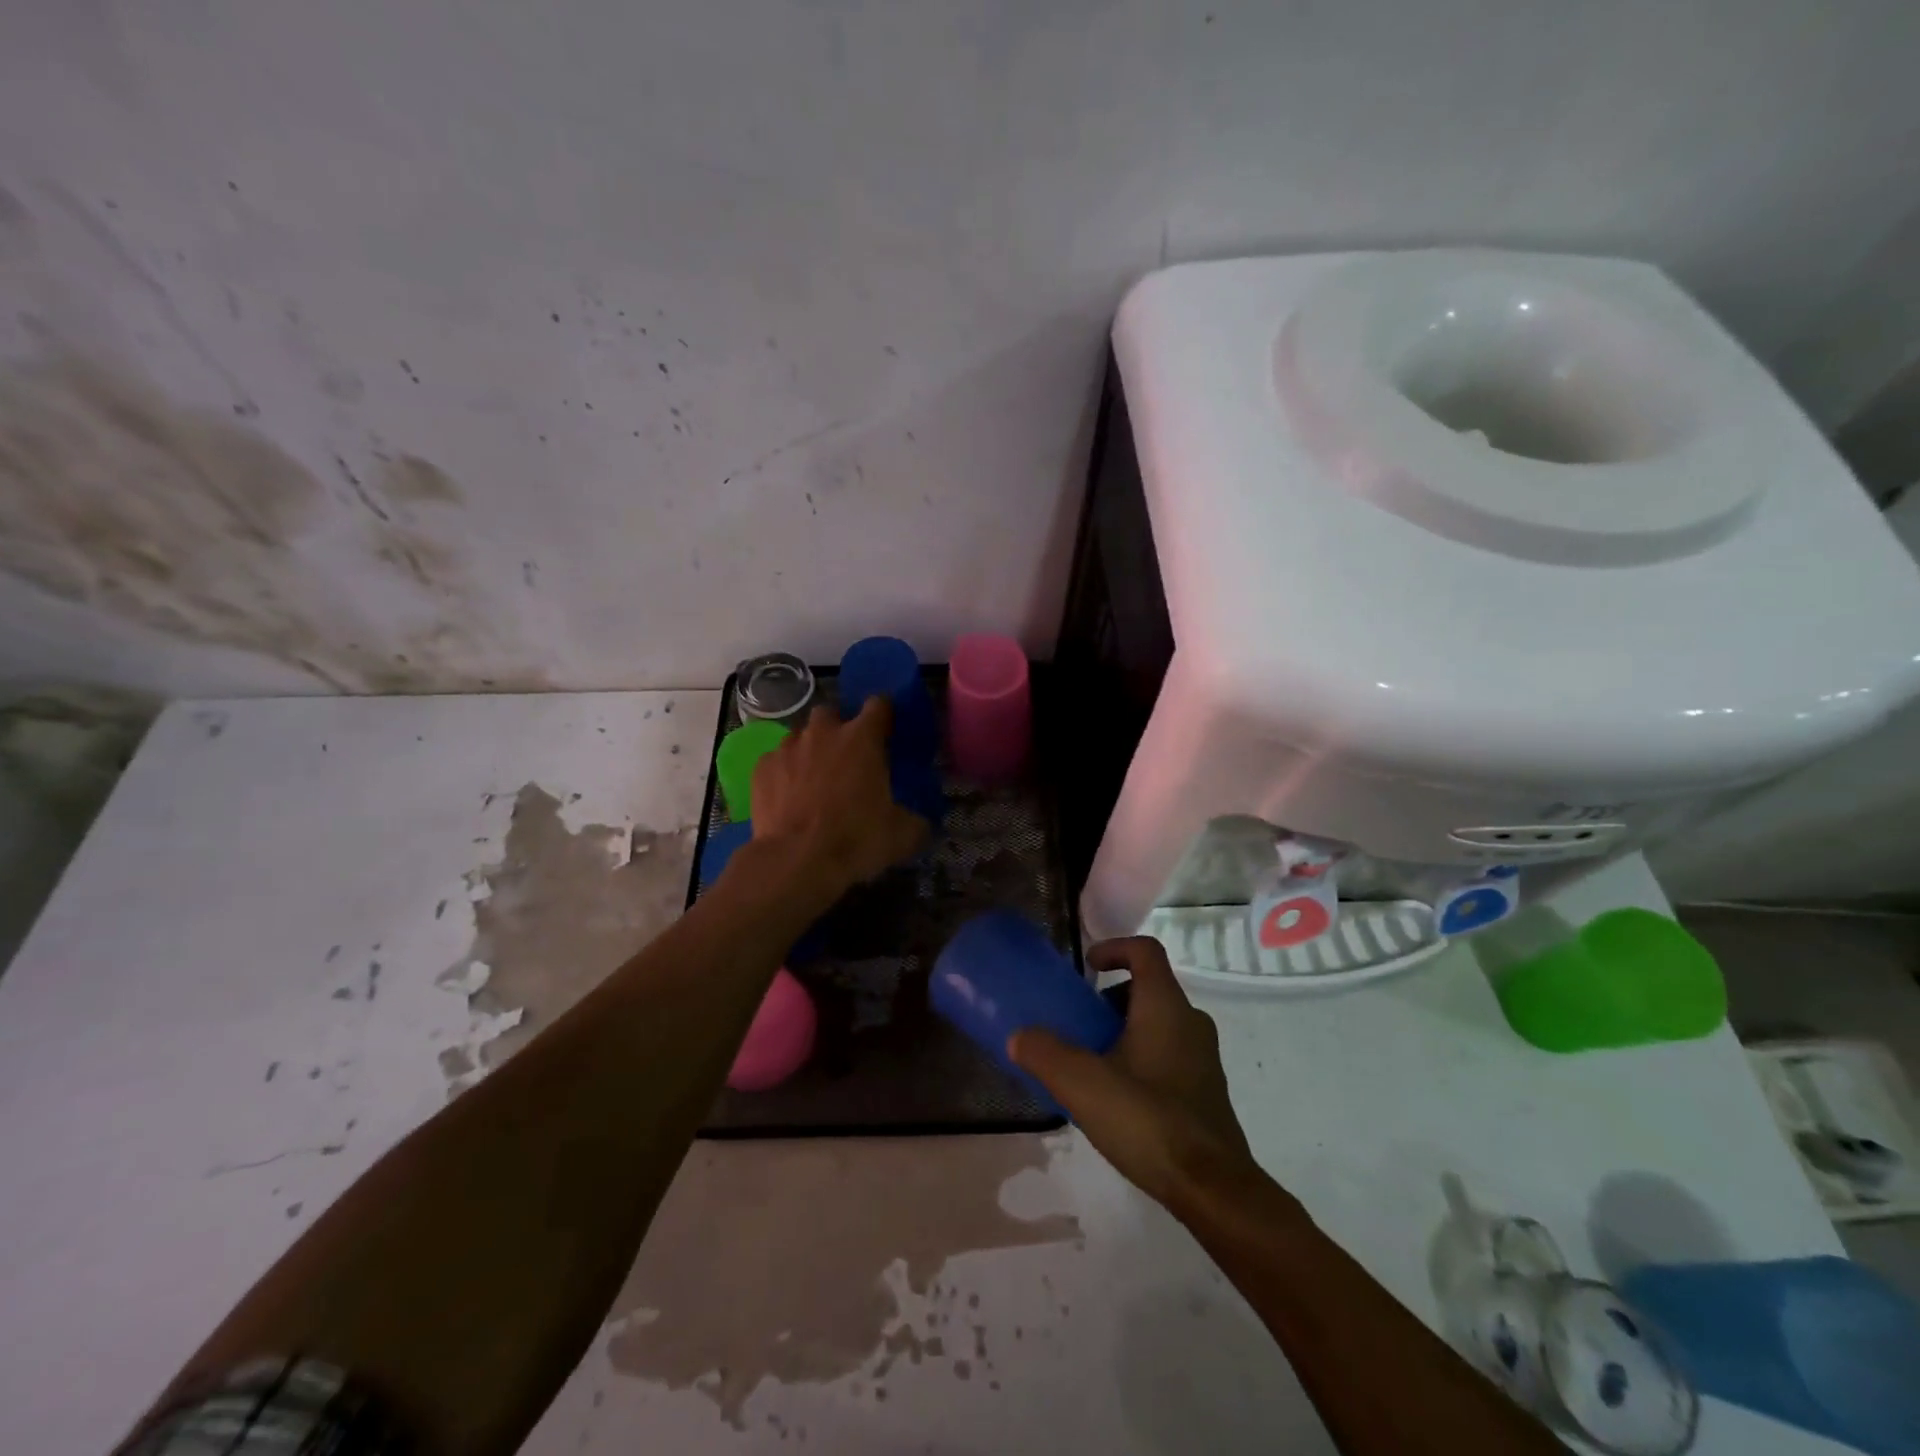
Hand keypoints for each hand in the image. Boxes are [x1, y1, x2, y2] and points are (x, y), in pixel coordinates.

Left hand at [750, 699, 927, 897]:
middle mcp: (823, 732)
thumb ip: (915, 820)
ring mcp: (787, 747)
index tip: (886, 733)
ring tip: (814, 782)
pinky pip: (775, 761)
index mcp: (863, 738)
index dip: (884, 715)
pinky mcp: (761, 768)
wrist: (796, 860)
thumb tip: (921, 823)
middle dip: (838, 730)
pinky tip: (788, 799)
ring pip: (800, 736)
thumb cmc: (856, 839)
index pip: (879, 704)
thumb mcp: (903, 835)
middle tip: (846, 761)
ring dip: (809, 751)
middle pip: (832, 713)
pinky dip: (783, 774)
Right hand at [1009, 936, 1255, 1208]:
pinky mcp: (1207, 1091)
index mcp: (1165, 1006)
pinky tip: (1119, 1099)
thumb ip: (1045, 1053)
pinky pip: (1170, 1055)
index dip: (1115, 948)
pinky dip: (1142, 1059)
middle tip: (1081, 1024)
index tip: (1087, 966)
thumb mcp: (1082, 1084)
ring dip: (1125, 1031)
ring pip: (1160, 1024)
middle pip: (1149, 989)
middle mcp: (1190, 1022)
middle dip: (1111, 999)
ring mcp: (1203, 1058)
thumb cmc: (1147, 1120)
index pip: (1145, 951)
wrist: (1213, 1189)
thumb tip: (1018, 1036)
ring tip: (1094, 1065)